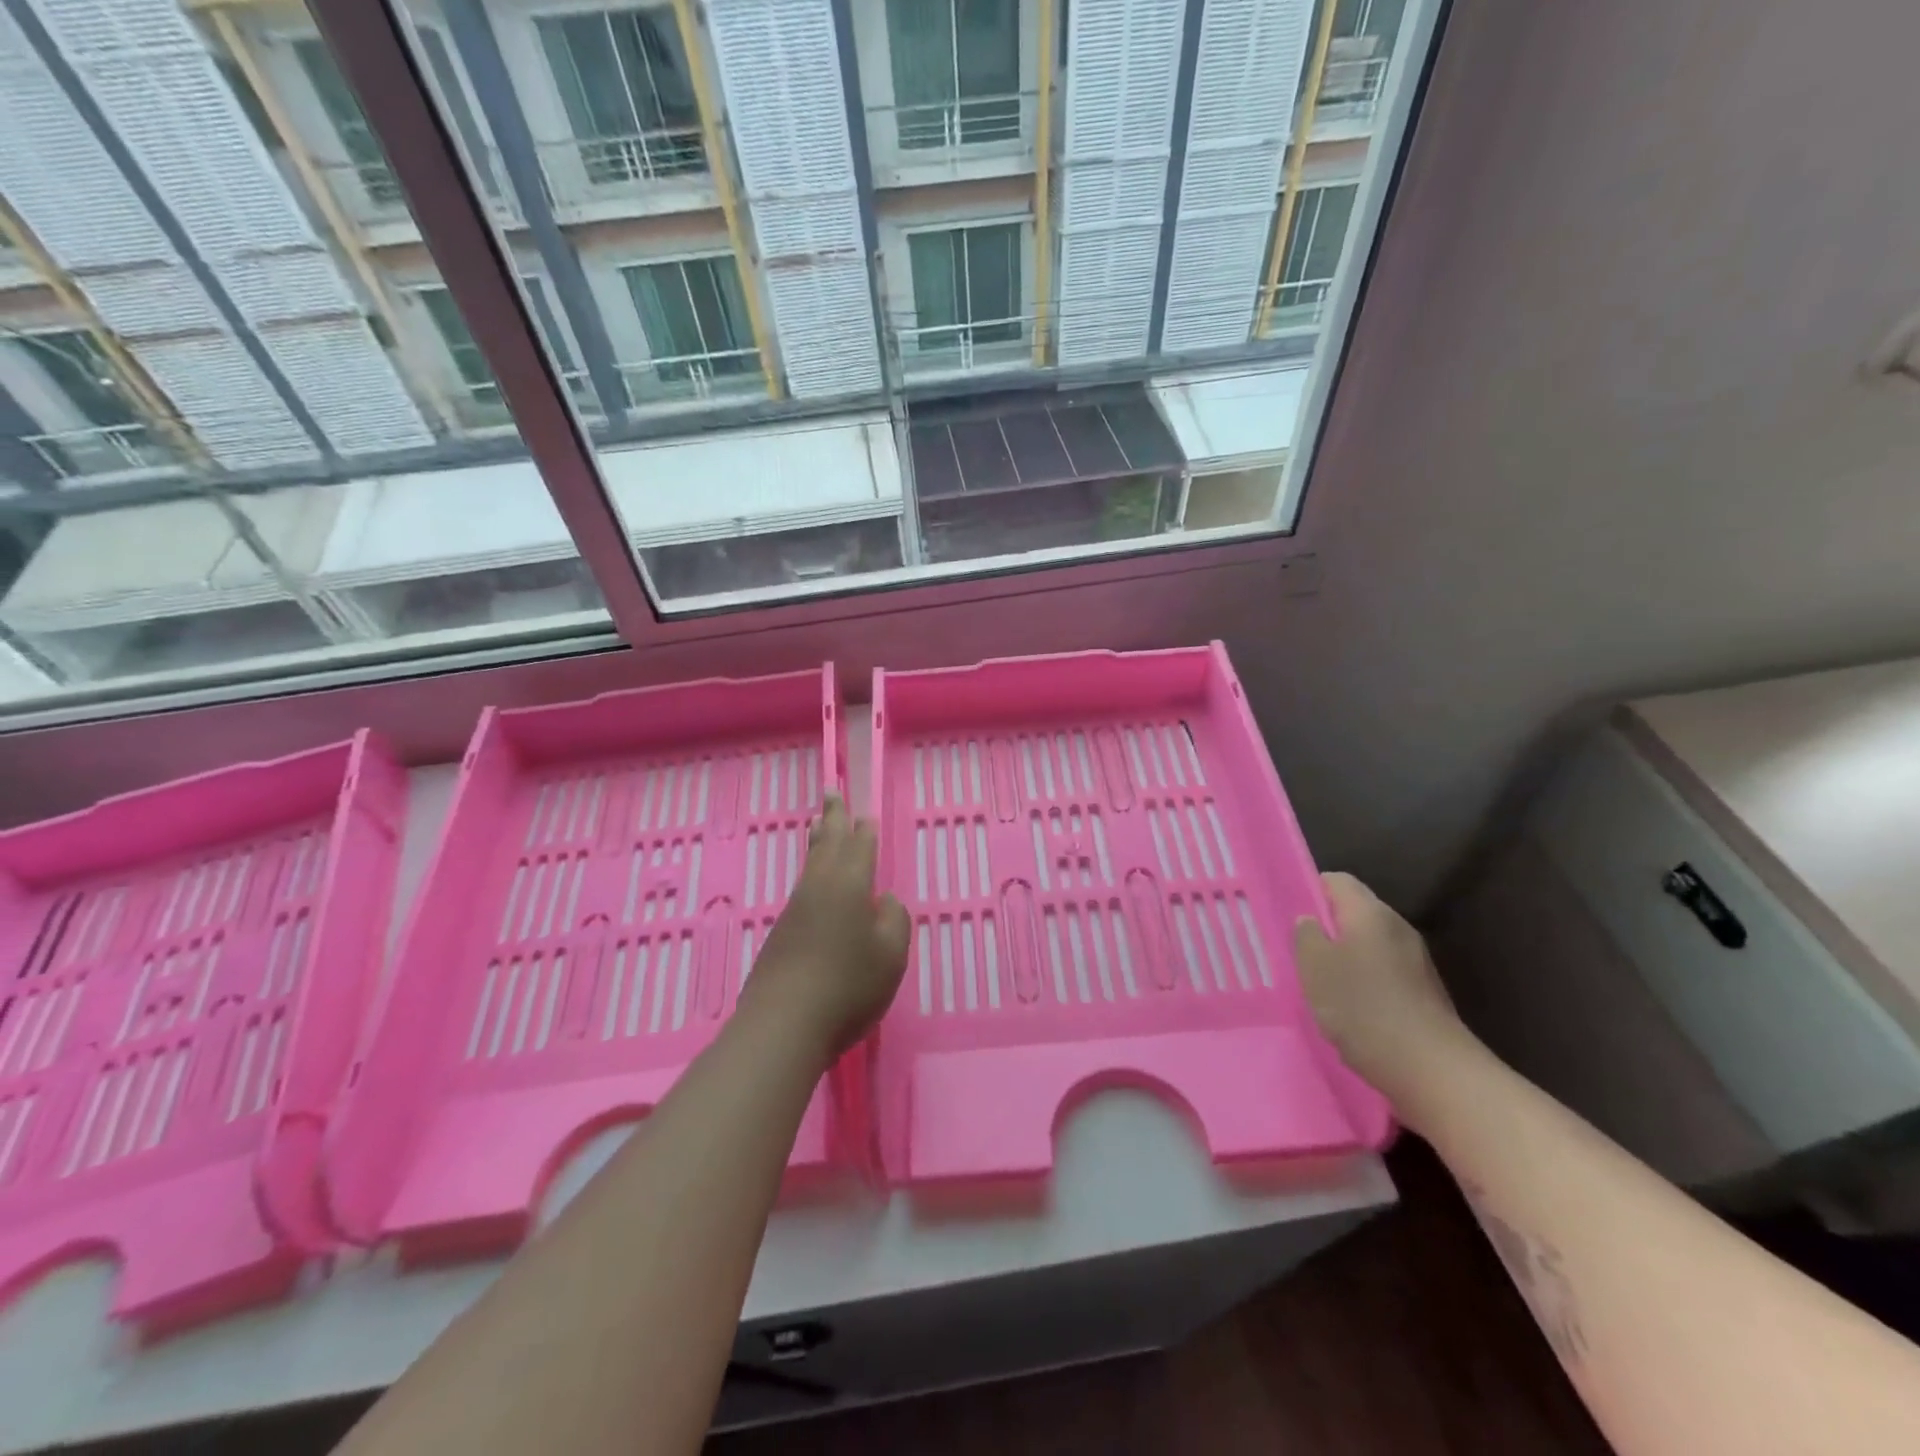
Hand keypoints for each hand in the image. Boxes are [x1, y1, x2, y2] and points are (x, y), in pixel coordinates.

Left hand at [745, 794, 910, 1059]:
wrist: (784, 1023)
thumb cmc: (848, 986)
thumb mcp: (891, 955)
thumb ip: (894, 921)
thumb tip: (882, 901)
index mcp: (849, 885)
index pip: (860, 847)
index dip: (864, 830)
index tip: (863, 813)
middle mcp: (819, 887)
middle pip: (827, 843)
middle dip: (833, 817)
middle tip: (831, 791)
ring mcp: (795, 909)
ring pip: (810, 863)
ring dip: (818, 840)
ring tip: (818, 823)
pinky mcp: (781, 932)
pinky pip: (802, 886)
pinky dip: (810, 870)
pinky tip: (812, 882)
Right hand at [1294, 872, 1472, 1105]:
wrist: (1433, 1071)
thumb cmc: (1363, 1008)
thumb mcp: (1315, 967)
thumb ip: (1306, 935)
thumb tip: (1310, 921)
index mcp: (1370, 913)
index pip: (1336, 881)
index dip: (1308, 890)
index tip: (1288, 915)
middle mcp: (1397, 928)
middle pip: (1354, 913)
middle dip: (1325, 929)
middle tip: (1297, 952)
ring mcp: (1415, 961)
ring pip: (1368, 945)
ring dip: (1343, 960)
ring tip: (1318, 985)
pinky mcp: (1423, 993)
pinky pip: (1383, 973)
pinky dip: (1363, 984)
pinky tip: (1349, 1011)